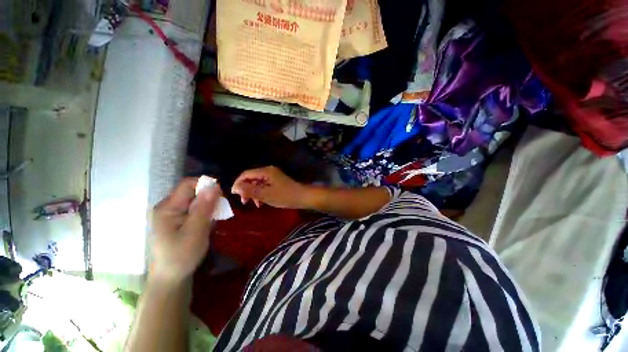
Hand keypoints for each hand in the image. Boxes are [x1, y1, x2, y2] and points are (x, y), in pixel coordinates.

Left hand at [150, 178, 219, 284]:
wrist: (170, 278)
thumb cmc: (182, 256)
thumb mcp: (196, 231)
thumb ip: (204, 208)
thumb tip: (214, 186)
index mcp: (167, 208)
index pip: (187, 184)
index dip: (206, 185)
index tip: (220, 196)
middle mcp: (166, 207)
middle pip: (190, 191)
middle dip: (208, 197)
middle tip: (219, 210)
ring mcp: (169, 214)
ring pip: (193, 200)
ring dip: (207, 205)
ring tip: (214, 218)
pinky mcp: (174, 220)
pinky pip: (191, 208)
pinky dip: (203, 212)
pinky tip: (207, 222)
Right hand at [231, 166, 308, 208]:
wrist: (302, 197)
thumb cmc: (284, 196)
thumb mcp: (266, 195)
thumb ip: (250, 191)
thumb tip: (235, 187)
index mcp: (266, 172)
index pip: (246, 174)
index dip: (238, 183)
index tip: (233, 194)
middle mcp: (269, 171)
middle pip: (252, 178)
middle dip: (246, 190)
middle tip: (245, 202)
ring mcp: (273, 176)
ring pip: (258, 183)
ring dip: (254, 193)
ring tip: (254, 204)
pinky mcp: (277, 182)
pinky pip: (265, 186)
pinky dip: (261, 193)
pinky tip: (261, 202)